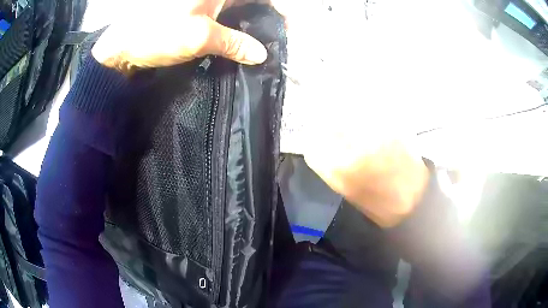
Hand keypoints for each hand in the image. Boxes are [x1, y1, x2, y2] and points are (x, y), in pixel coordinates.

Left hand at [92, 0, 282, 72]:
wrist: (123, 46)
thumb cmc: (158, 34)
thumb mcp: (200, 37)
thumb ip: (234, 43)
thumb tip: (261, 54)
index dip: (279, 7)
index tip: (288, 25)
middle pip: (249, 2)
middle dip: (266, 15)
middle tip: (276, 37)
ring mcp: (204, 4)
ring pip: (237, 10)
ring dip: (250, 25)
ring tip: (261, 43)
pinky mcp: (195, 15)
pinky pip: (222, 19)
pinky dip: (233, 30)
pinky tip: (238, 44)